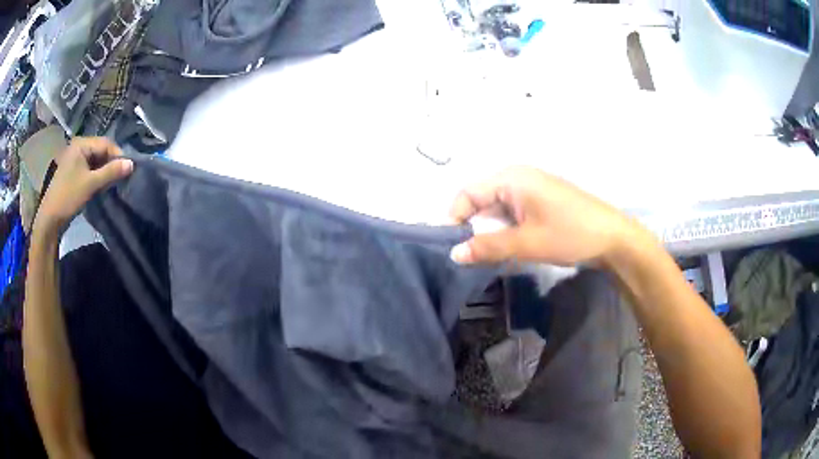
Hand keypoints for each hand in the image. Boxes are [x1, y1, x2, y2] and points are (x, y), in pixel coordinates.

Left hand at [34, 137, 132, 233]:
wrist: (50, 219)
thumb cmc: (69, 197)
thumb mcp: (91, 184)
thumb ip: (111, 172)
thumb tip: (132, 164)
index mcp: (81, 143)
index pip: (105, 143)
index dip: (117, 155)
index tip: (127, 169)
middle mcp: (78, 146)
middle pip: (100, 150)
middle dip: (110, 163)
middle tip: (120, 177)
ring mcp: (74, 159)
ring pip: (95, 160)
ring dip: (104, 170)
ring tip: (111, 182)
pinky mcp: (72, 171)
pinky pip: (89, 168)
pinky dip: (96, 175)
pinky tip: (100, 184)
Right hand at [449, 166, 646, 265]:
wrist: (612, 237)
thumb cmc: (569, 234)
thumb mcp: (525, 243)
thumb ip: (487, 247)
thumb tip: (453, 255)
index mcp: (511, 178)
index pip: (468, 193)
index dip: (454, 218)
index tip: (450, 247)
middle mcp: (518, 177)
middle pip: (481, 200)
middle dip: (472, 227)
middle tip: (467, 256)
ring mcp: (531, 188)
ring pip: (497, 209)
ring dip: (490, 231)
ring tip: (486, 256)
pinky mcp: (541, 201)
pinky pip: (513, 213)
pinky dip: (506, 230)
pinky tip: (508, 248)